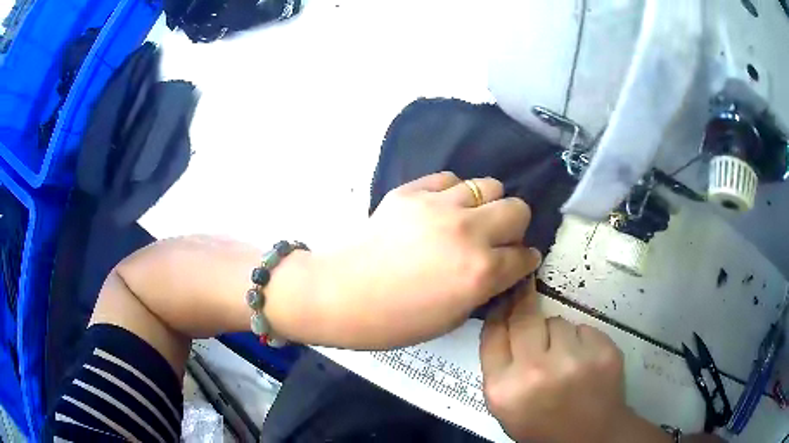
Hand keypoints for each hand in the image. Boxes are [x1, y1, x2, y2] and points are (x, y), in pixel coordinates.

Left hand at [308, 172, 541, 348]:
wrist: (341, 294)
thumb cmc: (395, 320)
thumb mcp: (452, 318)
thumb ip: (484, 288)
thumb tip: (500, 268)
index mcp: (480, 272)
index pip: (523, 257)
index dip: (524, 261)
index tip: (519, 262)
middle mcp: (468, 232)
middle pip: (517, 209)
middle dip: (515, 226)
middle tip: (497, 239)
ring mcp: (439, 206)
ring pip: (487, 186)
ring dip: (486, 205)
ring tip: (468, 220)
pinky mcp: (412, 191)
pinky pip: (448, 179)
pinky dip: (453, 193)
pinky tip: (440, 209)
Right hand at [480, 278, 648, 442]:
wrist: (589, 437)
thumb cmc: (541, 423)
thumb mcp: (505, 405)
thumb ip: (499, 365)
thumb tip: (502, 317)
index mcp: (504, 389)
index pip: (493, 333)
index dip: (500, 311)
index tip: (506, 298)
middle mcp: (536, 372)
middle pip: (524, 317)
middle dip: (525, 307)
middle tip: (529, 299)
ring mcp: (574, 360)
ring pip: (558, 321)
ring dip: (557, 333)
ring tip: (564, 358)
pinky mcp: (603, 352)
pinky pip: (584, 328)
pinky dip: (582, 340)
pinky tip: (584, 362)